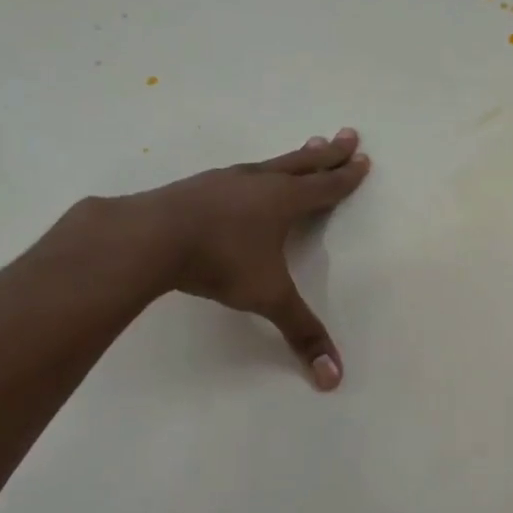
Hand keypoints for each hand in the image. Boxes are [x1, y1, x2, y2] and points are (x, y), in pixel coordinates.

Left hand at [129, 129, 370, 388]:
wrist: (149, 237)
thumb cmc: (219, 261)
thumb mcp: (267, 298)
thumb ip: (301, 333)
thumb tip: (334, 378)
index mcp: (283, 202)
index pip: (324, 188)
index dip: (346, 177)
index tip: (363, 158)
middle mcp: (258, 183)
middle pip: (302, 164)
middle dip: (328, 153)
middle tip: (347, 133)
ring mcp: (224, 181)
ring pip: (268, 164)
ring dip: (292, 158)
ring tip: (305, 147)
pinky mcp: (196, 187)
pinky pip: (237, 174)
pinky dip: (253, 173)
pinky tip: (244, 179)